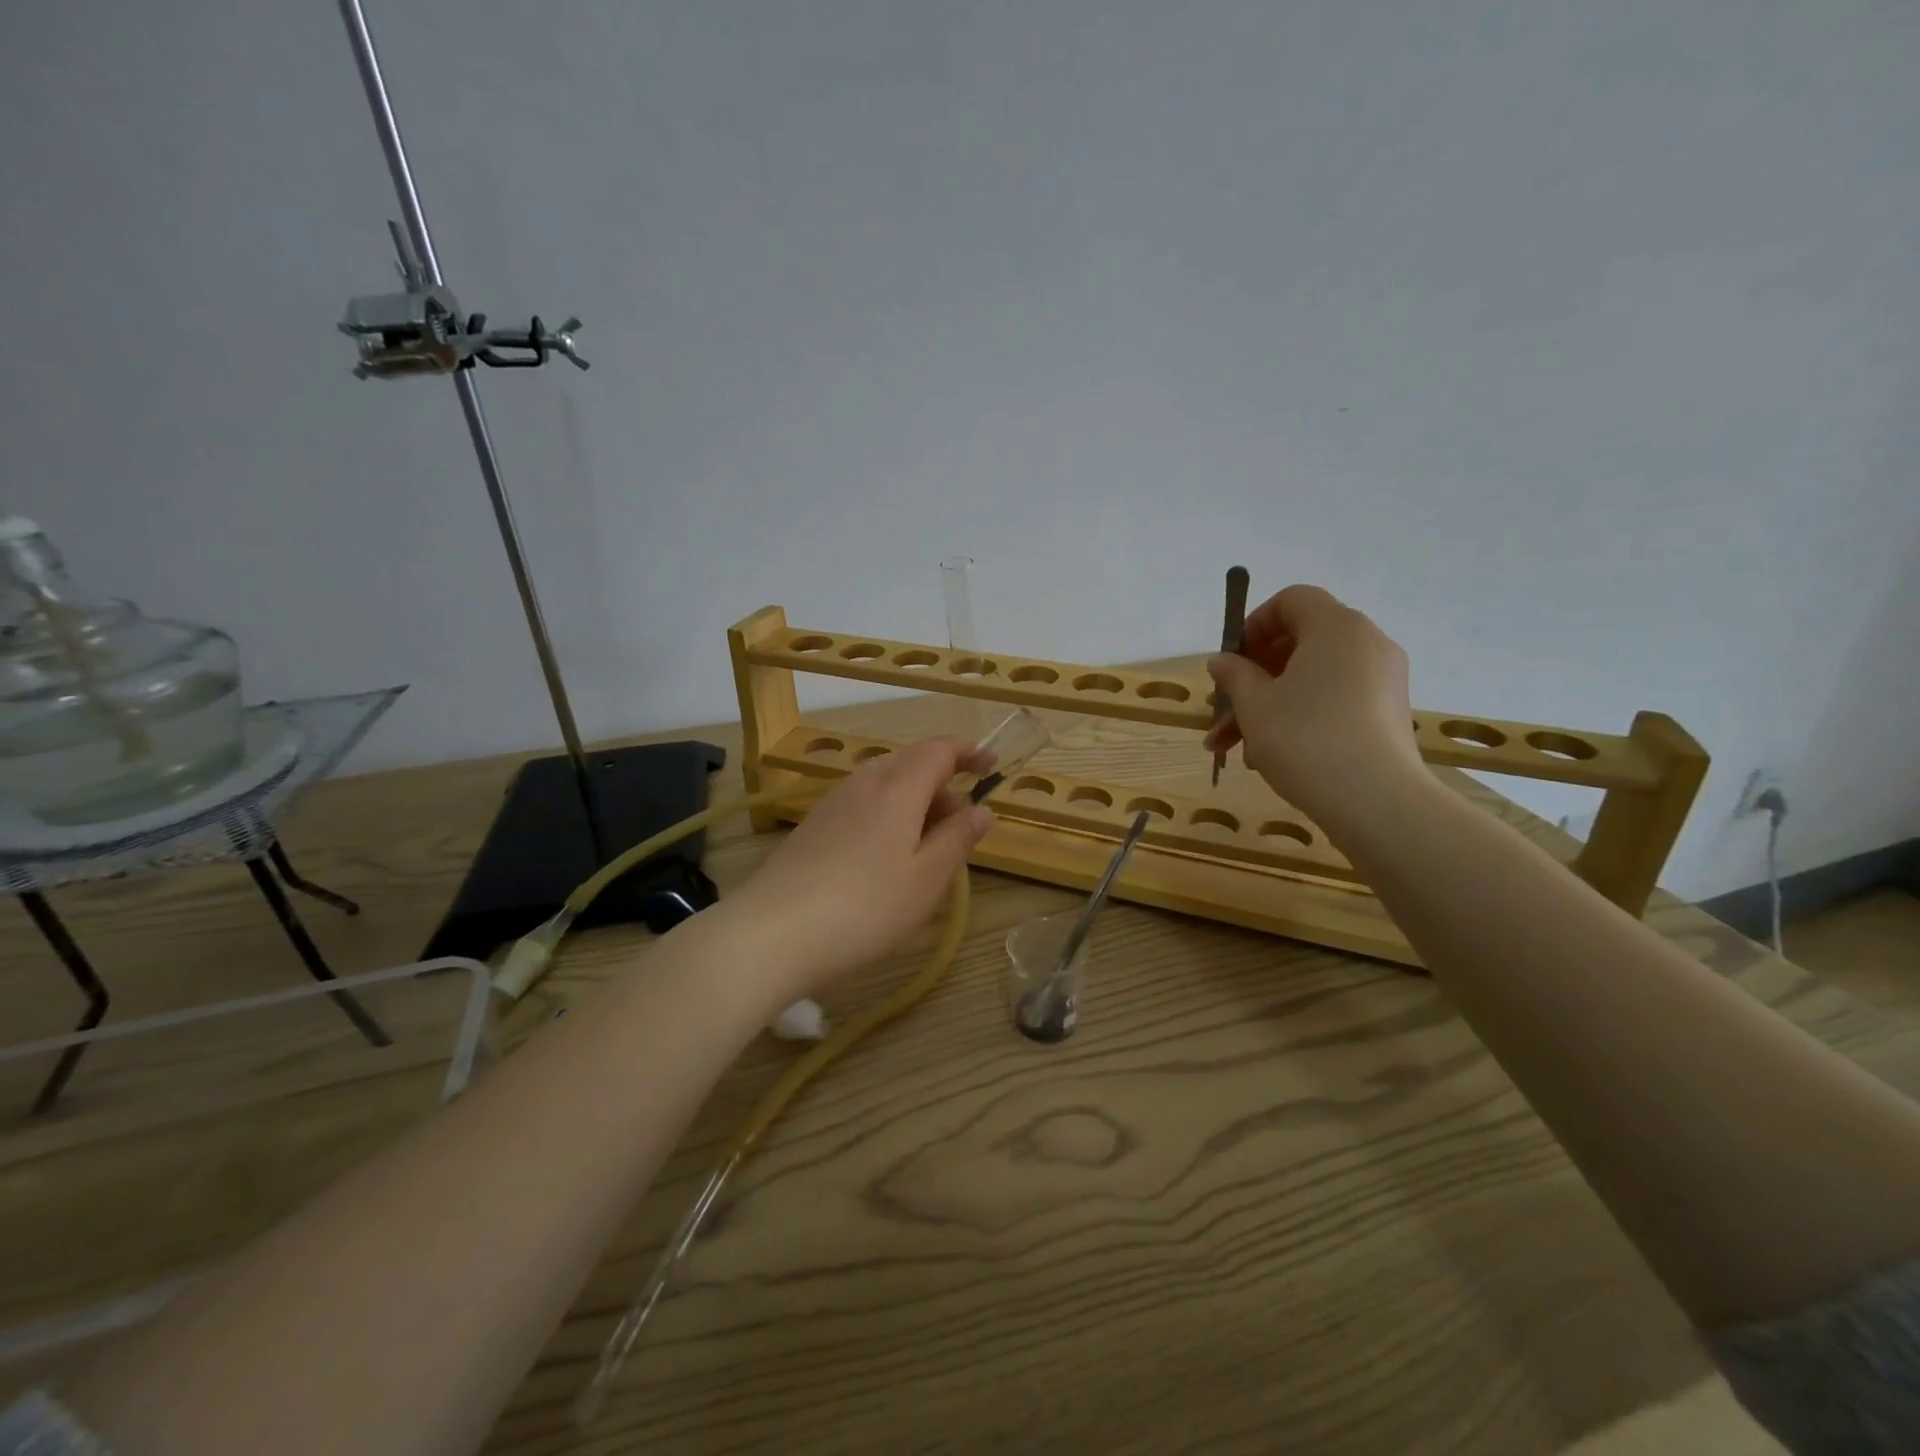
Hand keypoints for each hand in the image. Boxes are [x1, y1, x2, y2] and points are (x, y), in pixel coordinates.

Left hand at [723, 737, 992, 1004]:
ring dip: (914, 803)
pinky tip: (885, 859)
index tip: (991, 764)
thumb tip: (980, 810)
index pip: (938, 750)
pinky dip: (887, 816)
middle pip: (911, 764)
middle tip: (960, 827)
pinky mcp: (813, 826)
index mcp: (897, 788)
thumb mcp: (926, 880)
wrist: (772, 933)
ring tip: (926, 849)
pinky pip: (863, 804)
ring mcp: (833, 803)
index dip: (968, 752)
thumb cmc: (865, 908)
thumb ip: (957, 839)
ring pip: (885, 785)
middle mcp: (864, 783)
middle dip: (942, 785)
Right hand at [1203, 584, 1424, 830]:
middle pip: (1300, 642)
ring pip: (1313, 678)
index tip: (1232, 661)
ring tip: (1235, 746)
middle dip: (1255, 675)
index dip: (1254, 624)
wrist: (1375, 800)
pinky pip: (1336, 699)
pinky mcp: (1388, 713)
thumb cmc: (1304, 737)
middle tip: (1224, 706)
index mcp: (1335, 626)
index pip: (1292, 600)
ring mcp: (1383, 679)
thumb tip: (1223, 661)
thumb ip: (1234, 674)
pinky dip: (1302, 715)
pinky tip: (1271, 755)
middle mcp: (1366, 642)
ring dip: (1270, 703)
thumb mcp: (1254, 704)